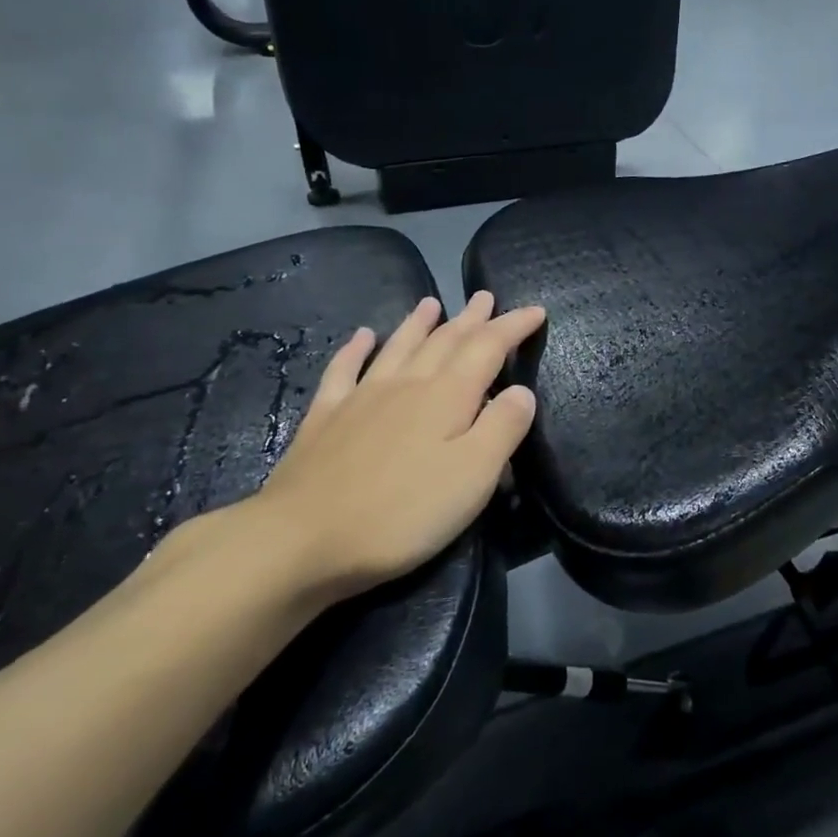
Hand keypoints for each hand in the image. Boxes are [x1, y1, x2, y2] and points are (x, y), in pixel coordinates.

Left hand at [246, 291, 544, 599]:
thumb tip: (522, 390)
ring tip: (432, 303)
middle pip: (445, 341)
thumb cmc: (401, 513)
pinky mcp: (325, 418)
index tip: (536, 310)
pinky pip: (343, 370)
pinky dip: (355, 349)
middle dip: (471, 318)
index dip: (513, 326)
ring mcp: (362, 397)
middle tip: (485, 297)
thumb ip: (503, 428)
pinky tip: (361, 336)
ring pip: (398, 347)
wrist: (301, 539)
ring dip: (418, 323)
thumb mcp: (473, 476)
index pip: (488, 347)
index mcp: (447, 397)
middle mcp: (407, 384)